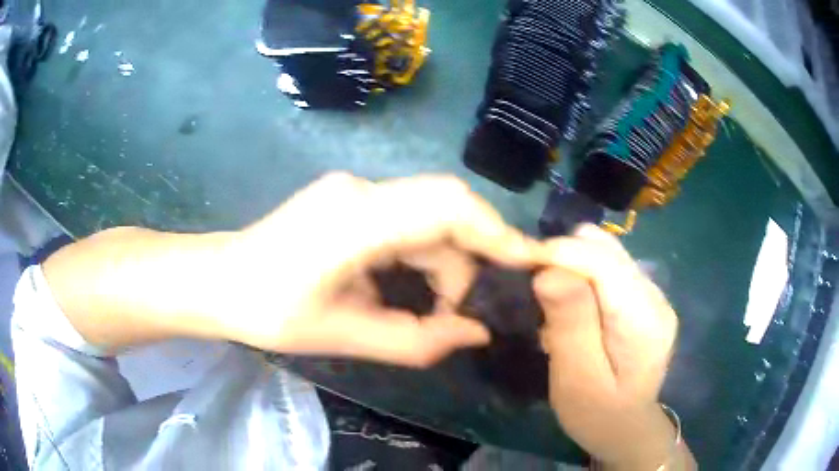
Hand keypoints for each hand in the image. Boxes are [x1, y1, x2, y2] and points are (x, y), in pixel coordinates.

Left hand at [218, 173, 542, 366]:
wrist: (218, 281)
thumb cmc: (268, 312)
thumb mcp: (343, 335)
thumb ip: (416, 339)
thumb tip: (476, 333)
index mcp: (356, 218)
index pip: (448, 205)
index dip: (495, 231)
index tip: (526, 264)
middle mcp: (361, 190)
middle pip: (443, 212)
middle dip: (464, 264)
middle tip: (457, 314)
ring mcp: (354, 191)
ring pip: (425, 218)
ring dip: (440, 264)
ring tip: (428, 309)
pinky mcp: (350, 201)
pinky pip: (405, 220)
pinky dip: (420, 255)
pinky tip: (405, 286)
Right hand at [535, 225, 692, 468]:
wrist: (626, 429)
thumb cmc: (598, 414)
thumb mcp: (577, 379)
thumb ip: (570, 325)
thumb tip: (548, 272)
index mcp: (643, 318)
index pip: (603, 261)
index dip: (560, 253)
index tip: (522, 263)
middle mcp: (654, 296)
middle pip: (606, 249)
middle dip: (565, 258)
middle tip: (537, 295)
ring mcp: (652, 295)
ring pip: (606, 253)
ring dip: (573, 267)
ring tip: (555, 306)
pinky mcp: (643, 300)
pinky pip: (609, 270)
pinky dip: (583, 279)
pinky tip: (575, 311)